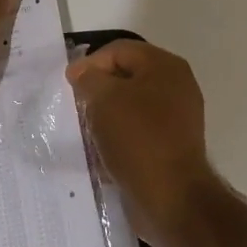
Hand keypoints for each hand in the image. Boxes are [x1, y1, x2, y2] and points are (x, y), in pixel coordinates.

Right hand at [68, 39, 217, 240]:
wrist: (170, 197)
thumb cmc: (137, 138)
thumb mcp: (104, 99)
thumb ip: (89, 78)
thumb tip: (83, 73)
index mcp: (165, 66)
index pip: (119, 50)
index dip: (90, 64)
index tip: (69, 87)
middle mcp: (176, 86)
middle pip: (126, 77)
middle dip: (98, 91)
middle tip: (77, 108)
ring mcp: (177, 117)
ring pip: (131, 106)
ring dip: (107, 116)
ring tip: (88, 131)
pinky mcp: (172, 145)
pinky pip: (138, 131)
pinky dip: (119, 136)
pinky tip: (104, 151)